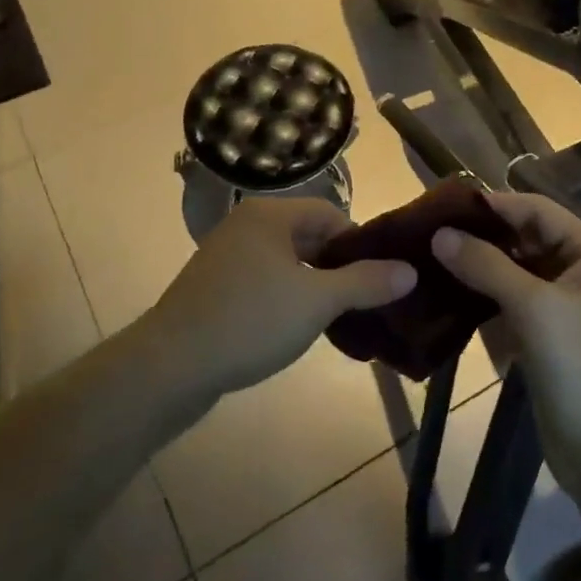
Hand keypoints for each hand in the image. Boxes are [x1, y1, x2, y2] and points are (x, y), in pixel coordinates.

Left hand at [147, 199, 415, 397]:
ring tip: (336, 319)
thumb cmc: (250, 320)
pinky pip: (265, 283)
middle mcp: (246, 226)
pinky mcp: (215, 288)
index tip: (377, 278)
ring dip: (314, 287)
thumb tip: (410, 270)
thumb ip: (366, 282)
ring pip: (287, 264)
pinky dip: (286, 300)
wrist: (170, 366)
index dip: (359, 244)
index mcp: (270, 215)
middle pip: (309, 237)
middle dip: (338, 268)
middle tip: (363, 302)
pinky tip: (296, 330)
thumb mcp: (318, 301)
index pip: (330, 214)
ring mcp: (227, 257)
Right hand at [431, 193, 580, 484]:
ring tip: (428, 261)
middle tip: (427, 234)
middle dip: (481, 237)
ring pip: (514, 272)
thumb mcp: (535, 308)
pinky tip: (445, 298)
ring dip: (477, 268)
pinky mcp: (546, 336)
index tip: (442, 206)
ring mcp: (563, 306)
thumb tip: (439, 233)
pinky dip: (482, 300)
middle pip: (525, 239)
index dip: (493, 205)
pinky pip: (510, 304)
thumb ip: (486, 266)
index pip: (537, 210)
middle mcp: (580, 271)